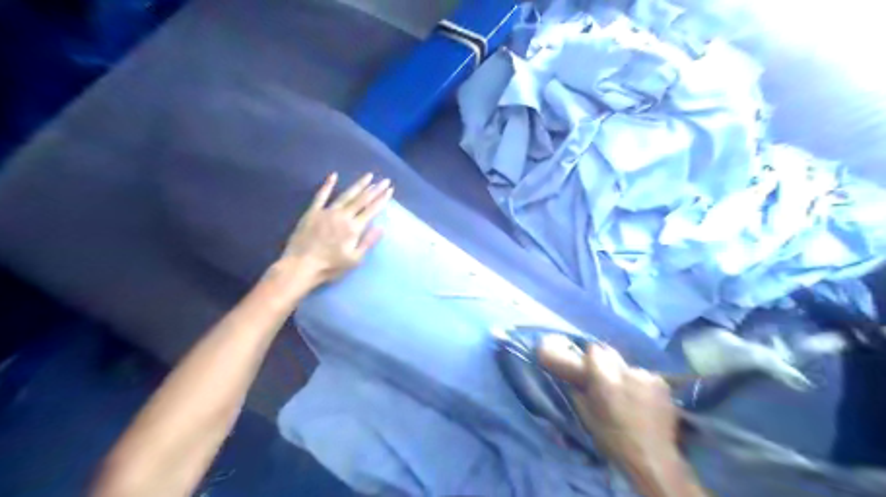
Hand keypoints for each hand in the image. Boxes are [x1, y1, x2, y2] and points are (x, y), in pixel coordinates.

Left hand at [282, 172, 392, 285]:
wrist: (301, 265)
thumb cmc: (330, 266)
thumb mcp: (354, 259)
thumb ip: (368, 242)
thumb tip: (381, 227)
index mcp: (354, 228)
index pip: (371, 210)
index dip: (382, 199)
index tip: (390, 189)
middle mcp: (342, 216)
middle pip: (361, 199)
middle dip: (375, 189)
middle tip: (384, 180)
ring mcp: (327, 212)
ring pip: (346, 195)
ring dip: (358, 185)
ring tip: (368, 176)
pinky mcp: (313, 212)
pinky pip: (321, 195)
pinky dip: (327, 185)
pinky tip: (333, 176)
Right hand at [540, 337, 679, 468]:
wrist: (652, 457)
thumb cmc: (612, 438)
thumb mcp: (587, 415)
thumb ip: (579, 391)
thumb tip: (574, 378)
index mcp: (603, 378)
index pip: (595, 350)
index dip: (592, 358)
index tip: (590, 367)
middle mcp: (625, 371)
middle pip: (612, 354)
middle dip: (607, 364)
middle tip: (608, 381)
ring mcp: (646, 375)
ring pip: (630, 367)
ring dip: (627, 377)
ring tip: (631, 396)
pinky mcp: (662, 383)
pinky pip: (647, 377)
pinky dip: (644, 386)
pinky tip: (646, 402)